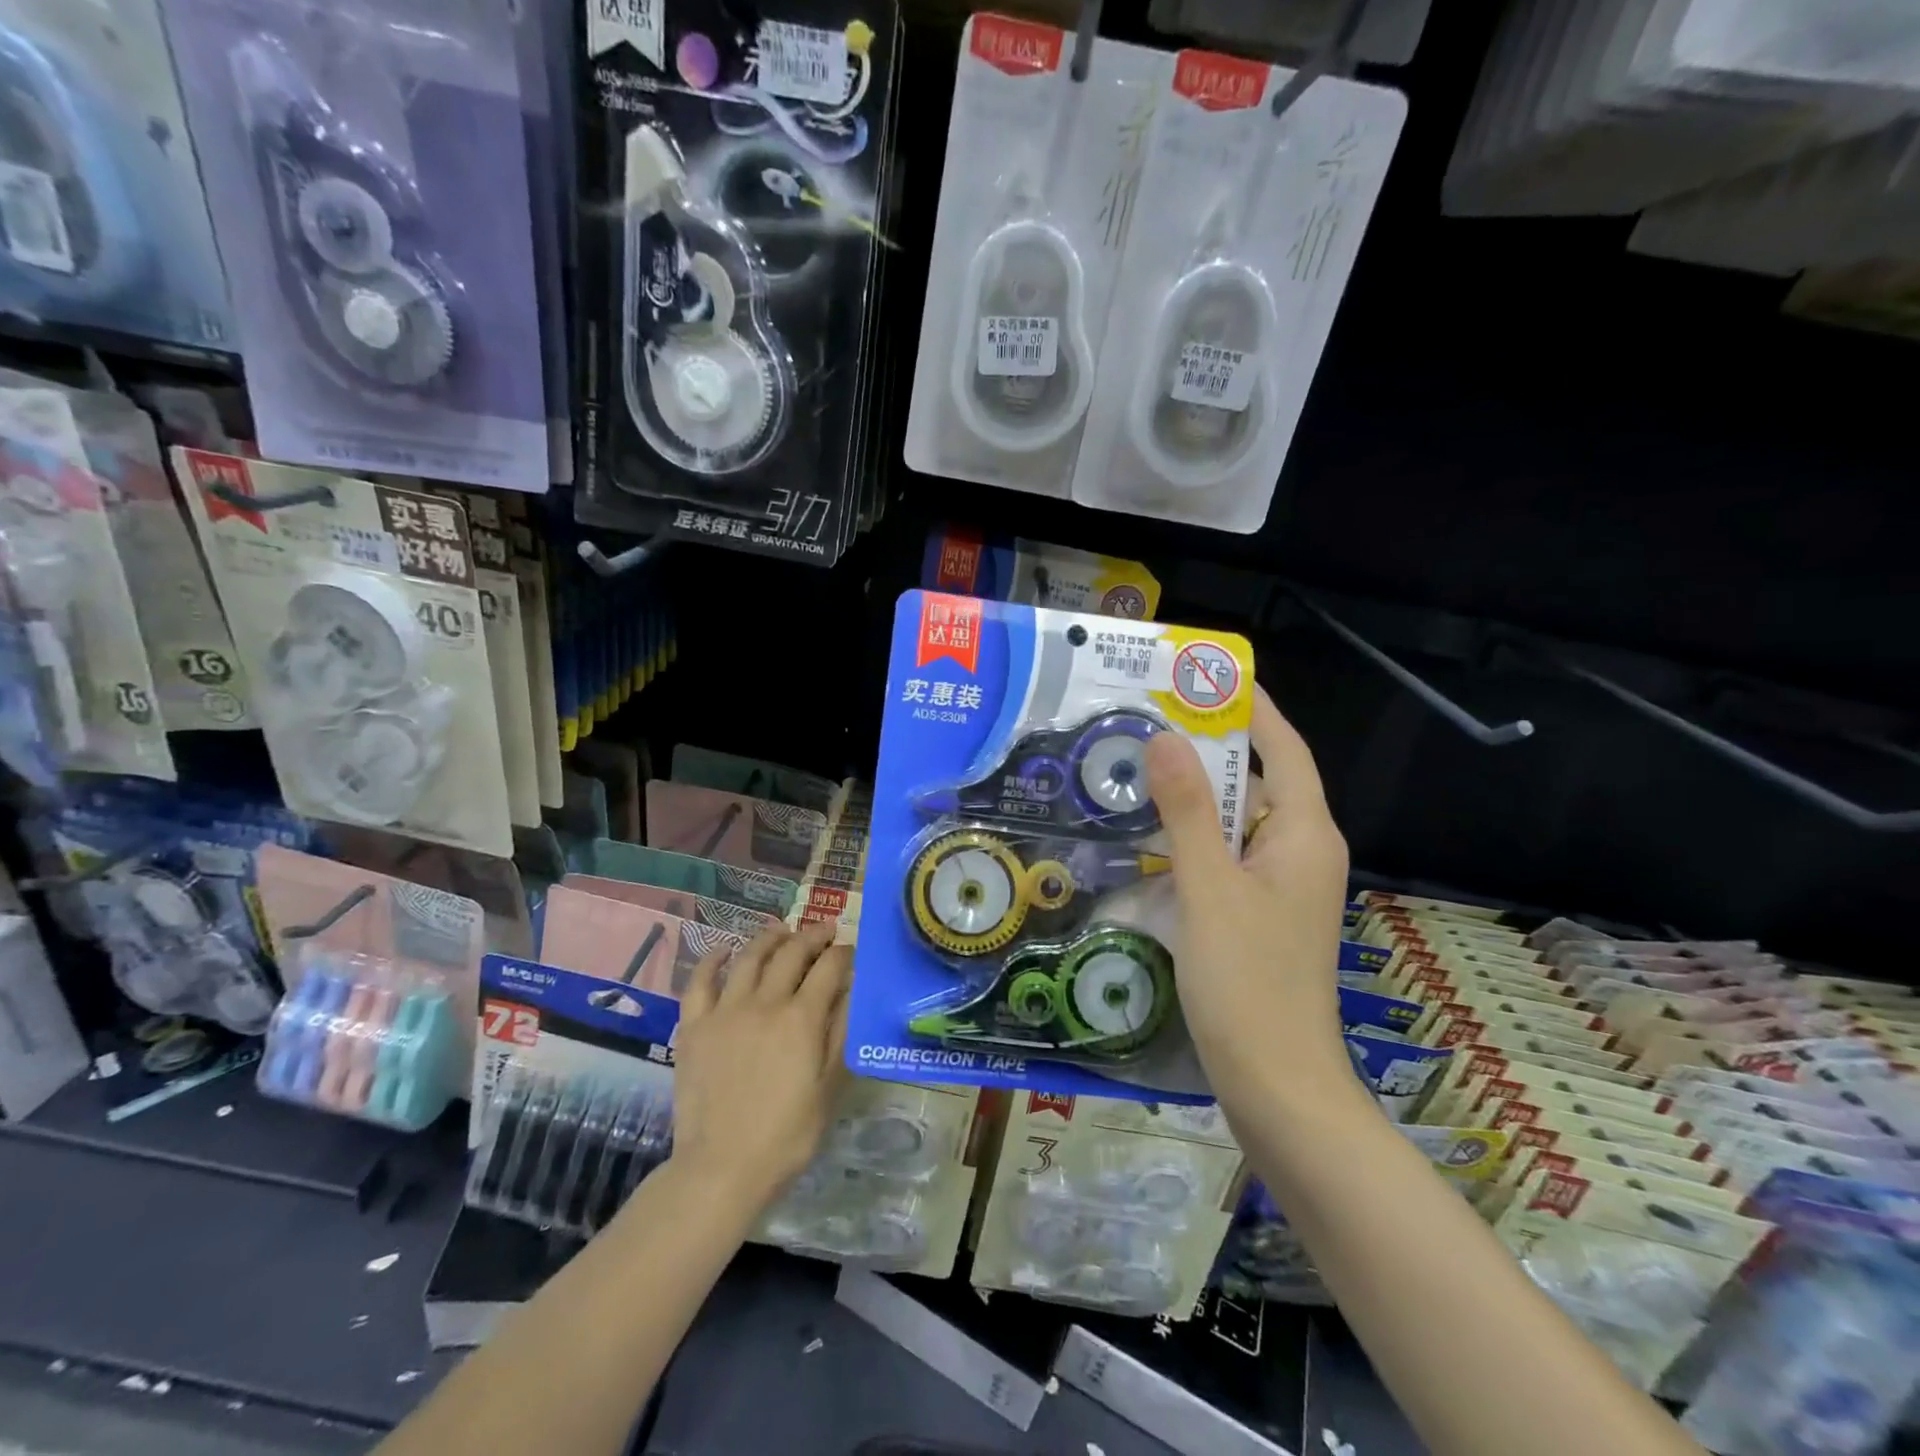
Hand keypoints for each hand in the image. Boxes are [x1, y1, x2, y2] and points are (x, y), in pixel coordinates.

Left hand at [666, 921, 850, 1212]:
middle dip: (813, 936)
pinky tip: (724, 950)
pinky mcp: (695, 1026)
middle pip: (792, 953)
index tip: (851, 951)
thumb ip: (841, 1033)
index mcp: (802, 1018)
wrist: (722, 1168)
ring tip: (782, 931)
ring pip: (750, 957)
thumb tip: (852, 990)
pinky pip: (700, 981)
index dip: (843, 954)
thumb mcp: (830, 1087)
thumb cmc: (787, 1135)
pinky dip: (712, 959)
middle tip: (824, 932)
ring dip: (770, 938)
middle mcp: (765, 1002)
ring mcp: (726, 1010)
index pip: (829, 968)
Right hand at [1144, 685, 1351, 1108]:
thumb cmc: (1248, 982)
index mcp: (1304, 836)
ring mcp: (1279, 888)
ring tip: (1140, 767)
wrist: (1275, 1085)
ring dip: (1195, 796)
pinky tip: (1146, 837)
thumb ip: (1187, 812)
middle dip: (1211, 748)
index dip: (1252, 709)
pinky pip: (1224, 858)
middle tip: (1152, 718)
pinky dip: (1191, 839)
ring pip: (1237, 823)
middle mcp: (1299, 853)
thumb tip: (1166, 738)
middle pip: (1259, 781)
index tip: (1207, 676)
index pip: (1285, 749)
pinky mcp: (1257, 916)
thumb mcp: (1209, 888)